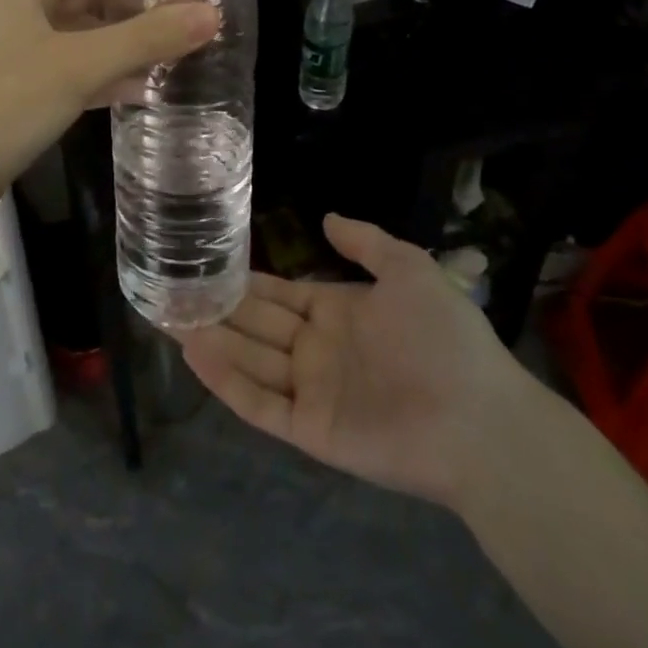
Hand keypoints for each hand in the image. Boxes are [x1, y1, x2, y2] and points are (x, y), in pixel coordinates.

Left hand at [0, 0, 218, 228]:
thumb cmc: (4, 104)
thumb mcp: (79, 66)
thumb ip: (146, 38)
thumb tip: (211, 14)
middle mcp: (23, 8)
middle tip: (197, 8)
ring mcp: (22, 50)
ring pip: (87, 32)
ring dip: (130, 37)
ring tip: (182, 44)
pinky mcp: (24, 88)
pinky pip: (76, 68)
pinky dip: (109, 73)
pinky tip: (146, 87)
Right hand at [177, 214, 534, 511]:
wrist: (480, 419)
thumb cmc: (444, 337)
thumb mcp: (409, 270)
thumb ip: (366, 243)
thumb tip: (325, 217)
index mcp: (339, 313)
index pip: (280, 294)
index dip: (245, 281)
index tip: (206, 263)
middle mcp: (318, 350)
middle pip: (256, 326)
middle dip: (216, 308)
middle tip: (170, 290)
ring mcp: (312, 391)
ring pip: (249, 361)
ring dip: (212, 339)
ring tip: (167, 315)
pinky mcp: (310, 430)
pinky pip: (259, 403)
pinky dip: (225, 380)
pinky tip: (194, 352)